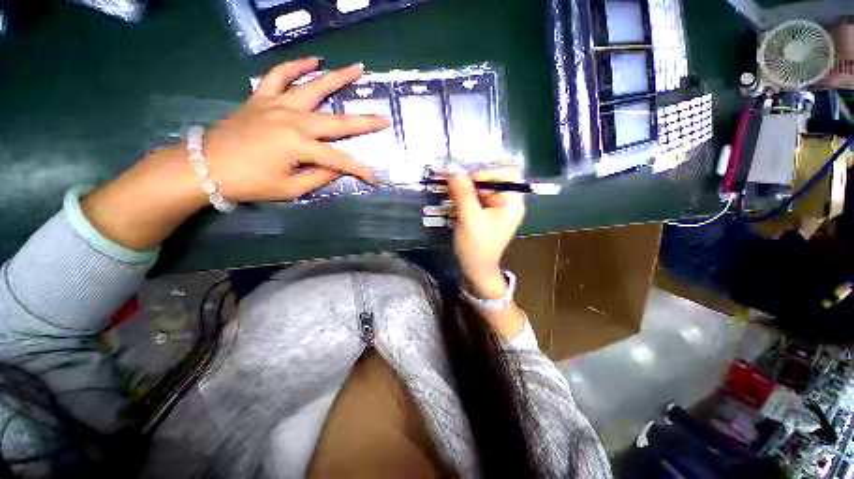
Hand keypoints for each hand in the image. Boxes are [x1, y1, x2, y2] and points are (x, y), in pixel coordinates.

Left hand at [82, 58, 388, 250]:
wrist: (203, 166)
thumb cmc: (248, 183)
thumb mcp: (289, 189)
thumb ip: (319, 178)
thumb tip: (338, 170)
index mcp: (300, 146)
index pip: (341, 160)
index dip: (360, 171)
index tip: (374, 179)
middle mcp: (293, 120)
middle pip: (337, 121)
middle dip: (365, 122)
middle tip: (384, 118)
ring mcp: (276, 104)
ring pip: (313, 86)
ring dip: (337, 77)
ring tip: (357, 69)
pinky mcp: (261, 98)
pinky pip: (278, 75)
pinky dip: (295, 65)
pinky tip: (312, 60)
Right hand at [448, 166, 524, 299]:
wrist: (476, 270)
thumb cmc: (477, 247)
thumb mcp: (469, 218)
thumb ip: (463, 193)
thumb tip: (453, 168)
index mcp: (512, 203)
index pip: (507, 174)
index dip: (488, 172)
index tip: (467, 179)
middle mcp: (506, 202)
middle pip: (492, 179)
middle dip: (472, 179)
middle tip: (453, 183)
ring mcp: (495, 208)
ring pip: (481, 188)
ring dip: (465, 187)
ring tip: (450, 192)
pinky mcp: (485, 213)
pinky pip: (475, 197)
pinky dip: (464, 196)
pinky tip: (452, 200)